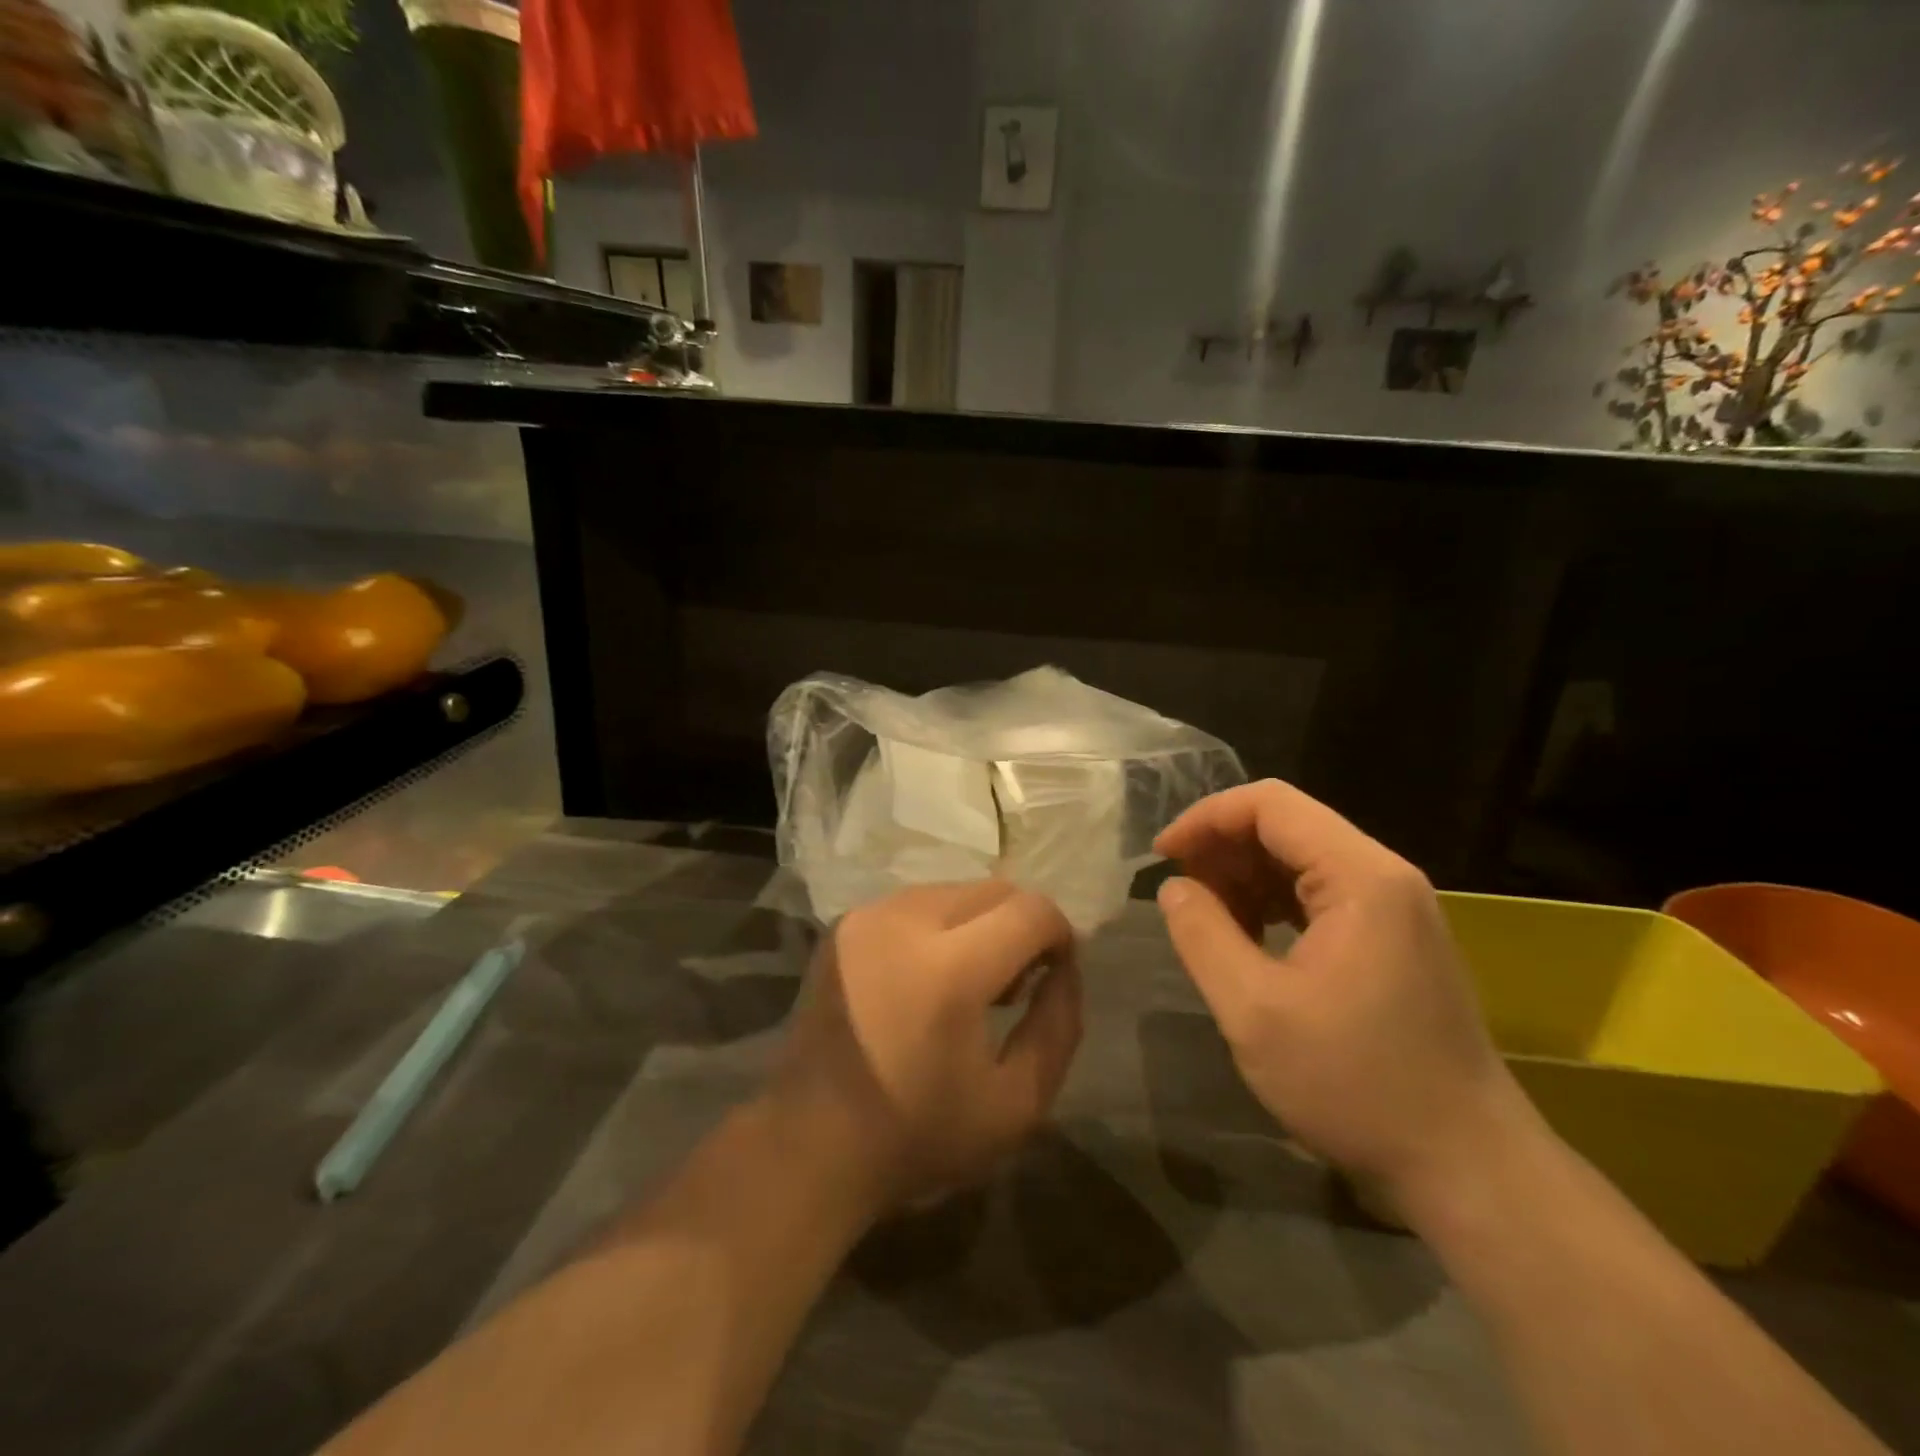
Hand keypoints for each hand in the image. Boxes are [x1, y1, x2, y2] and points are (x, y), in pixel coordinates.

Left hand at [771, 881, 1081, 1212]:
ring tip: (971, 982)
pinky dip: (940, 926)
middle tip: (1016, 984)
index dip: (1059, 935)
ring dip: (980, 924)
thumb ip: (1058, 1027)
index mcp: (950, 969)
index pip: (1031, 910)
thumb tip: (1065, 968)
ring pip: (955, 891)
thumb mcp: (1016, 1105)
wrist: (809, 1143)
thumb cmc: (918, 1135)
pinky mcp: (844, 923)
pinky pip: (916, 903)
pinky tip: (927, 976)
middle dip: (1021, 927)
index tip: (1055, 974)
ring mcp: (868, 916)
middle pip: (994, 890)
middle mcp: (906, 921)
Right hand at [1154, 780, 1527, 1207]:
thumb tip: (1174, 888)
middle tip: (1178, 890)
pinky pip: (1320, 894)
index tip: (1162, 856)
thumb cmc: (1356, 1085)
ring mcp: (1396, 908)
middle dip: (1223, 847)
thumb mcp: (1254, 1011)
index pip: (1270, 805)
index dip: (1206, 818)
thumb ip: (1202, 935)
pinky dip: (1273, 902)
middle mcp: (1385, 877)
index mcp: (1360, 877)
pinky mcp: (1395, 939)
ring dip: (1245, 876)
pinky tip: (1247, 938)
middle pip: (1288, 825)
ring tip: (1205, 917)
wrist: (1468, 1169)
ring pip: (1302, 858)